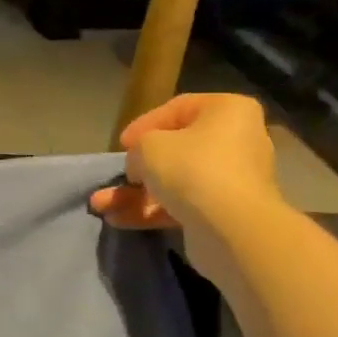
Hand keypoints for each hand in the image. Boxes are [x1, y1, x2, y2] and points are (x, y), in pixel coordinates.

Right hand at [89, 93, 278, 242]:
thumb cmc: (192, 169)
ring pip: (175, 182)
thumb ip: (138, 147)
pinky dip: (152, 211)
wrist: (232, 229)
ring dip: (136, 194)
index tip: (121, 144)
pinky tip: (118, 220)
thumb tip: (141, 164)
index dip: (144, 124)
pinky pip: (182, 205)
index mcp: (228, 111)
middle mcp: (236, 141)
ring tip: (101, 205)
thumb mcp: (149, 146)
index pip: (179, 108)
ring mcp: (231, 180)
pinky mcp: (223, 213)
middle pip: (177, 149)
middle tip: (117, 176)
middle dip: (137, 168)